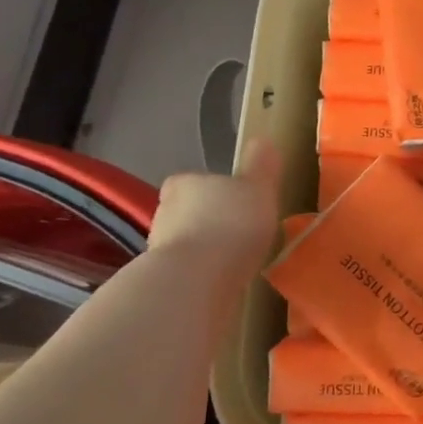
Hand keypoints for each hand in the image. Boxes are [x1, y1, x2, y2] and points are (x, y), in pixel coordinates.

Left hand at [146, 137, 283, 277]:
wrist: (196, 281)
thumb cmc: (230, 224)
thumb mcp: (258, 187)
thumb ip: (261, 165)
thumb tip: (262, 141)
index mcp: (183, 184)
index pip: (191, 182)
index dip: (210, 191)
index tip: (232, 202)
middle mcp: (164, 213)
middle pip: (186, 213)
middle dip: (207, 221)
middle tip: (237, 232)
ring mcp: (160, 250)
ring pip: (185, 244)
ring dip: (204, 251)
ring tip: (233, 262)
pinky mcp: (164, 283)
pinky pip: (188, 274)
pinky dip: (202, 276)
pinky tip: (223, 283)